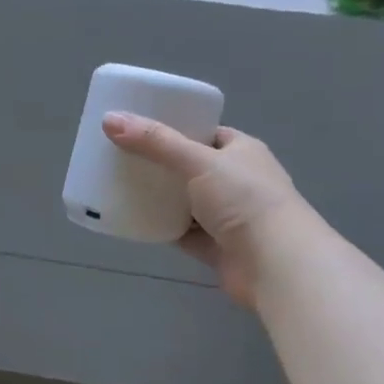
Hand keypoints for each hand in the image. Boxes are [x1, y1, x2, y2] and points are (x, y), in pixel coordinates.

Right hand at [103, 114, 311, 309]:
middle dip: (162, 166)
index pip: (207, 134)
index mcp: (243, 152)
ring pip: (187, 202)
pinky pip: (183, 232)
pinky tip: (136, 221)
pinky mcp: (217, 247)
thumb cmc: (244, 200)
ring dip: (161, 199)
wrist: (274, 263)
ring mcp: (229, 217)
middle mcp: (238, 182)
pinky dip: (163, 228)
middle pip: (193, 168)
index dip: (177, 129)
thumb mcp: (198, 161)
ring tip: (123, 187)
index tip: (142, 130)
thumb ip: (155, 142)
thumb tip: (109, 119)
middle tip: (124, 159)